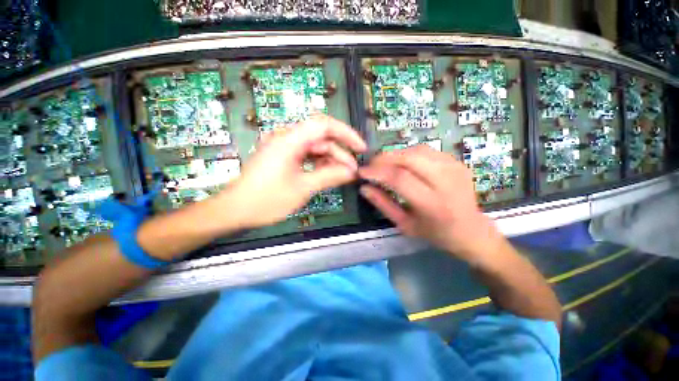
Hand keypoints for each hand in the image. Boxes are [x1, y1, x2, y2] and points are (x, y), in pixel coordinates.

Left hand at [223, 115, 366, 228]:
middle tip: (352, 172)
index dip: (346, 134)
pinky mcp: (283, 156)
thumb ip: (329, 176)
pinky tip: (327, 174)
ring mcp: (284, 147)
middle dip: (340, 153)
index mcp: (289, 140)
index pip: (324, 124)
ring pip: (315, 147)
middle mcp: (286, 138)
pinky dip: (319, 163)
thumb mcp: (302, 188)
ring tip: (342, 175)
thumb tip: (351, 172)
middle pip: (321, 138)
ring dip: (330, 160)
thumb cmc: (266, 199)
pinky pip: (306, 155)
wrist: (235, 209)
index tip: (360, 148)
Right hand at [358, 145, 503, 262]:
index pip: (400, 178)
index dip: (377, 172)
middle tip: (371, 165)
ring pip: (418, 150)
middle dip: (384, 158)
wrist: (471, 230)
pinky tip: (402, 163)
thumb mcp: (405, 225)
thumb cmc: (435, 233)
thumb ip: (383, 204)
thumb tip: (364, 188)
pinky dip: (409, 153)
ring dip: (395, 154)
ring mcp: (455, 168)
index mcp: (432, 204)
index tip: (362, 172)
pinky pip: (427, 151)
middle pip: (410, 158)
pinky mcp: (458, 162)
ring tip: (384, 164)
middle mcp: (446, 182)